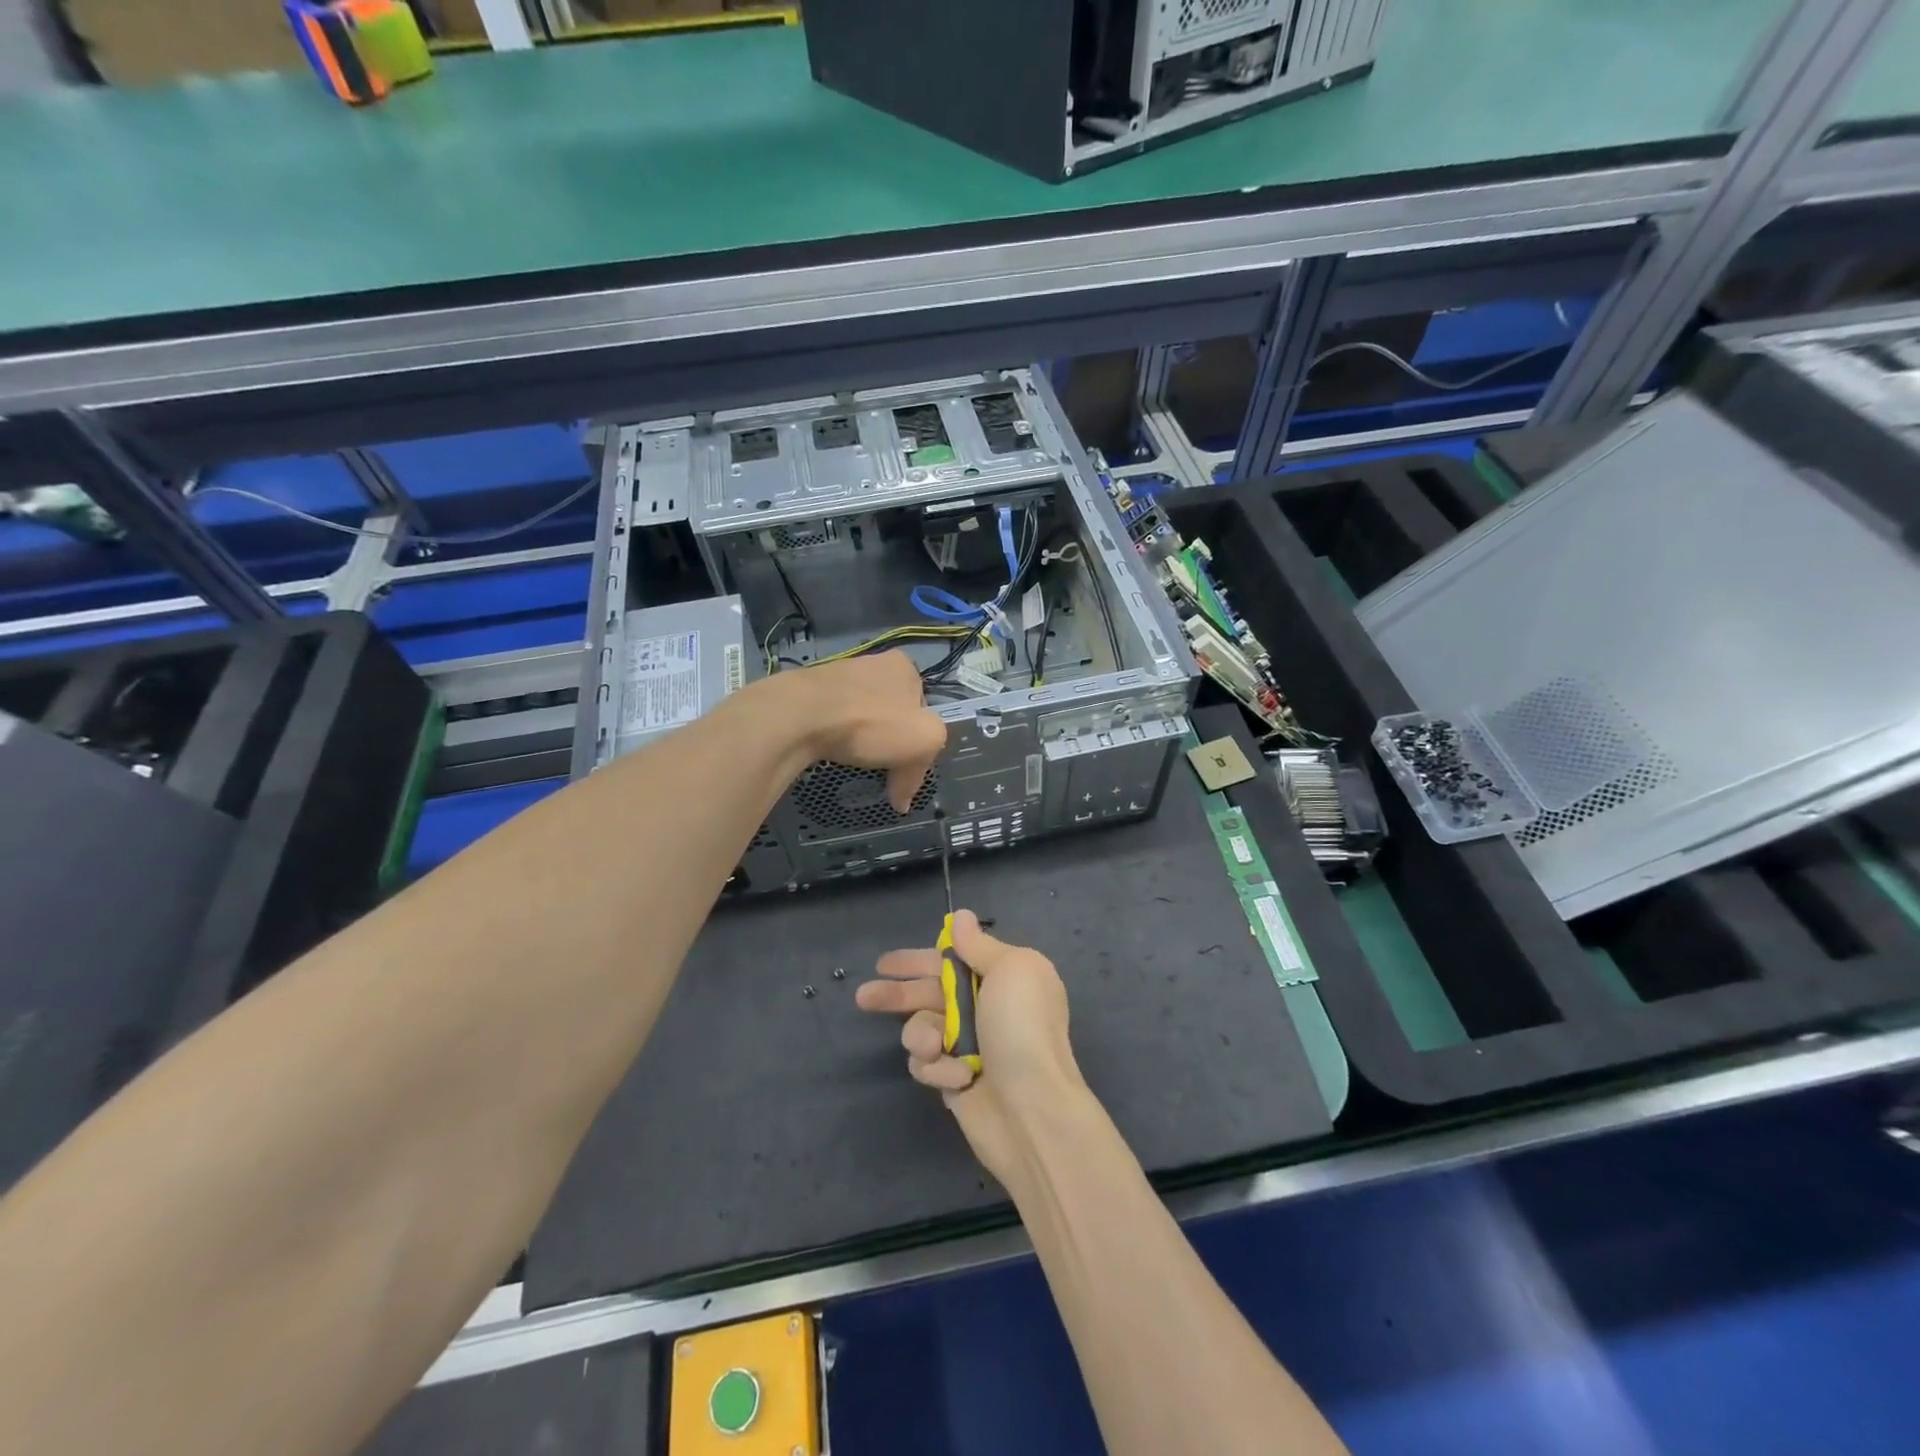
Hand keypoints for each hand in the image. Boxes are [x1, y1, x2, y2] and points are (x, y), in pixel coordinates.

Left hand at [781, 650, 946, 811]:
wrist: (800, 715)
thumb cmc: (870, 722)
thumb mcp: (924, 740)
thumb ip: (922, 765)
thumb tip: (902, 800)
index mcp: (904, 666)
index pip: (921, 709)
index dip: (918, 741)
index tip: (905, 768)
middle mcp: (872, 662)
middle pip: (891, 713)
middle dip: (888, 741)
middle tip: (881, 768)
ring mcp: (837, 674)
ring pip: (860, 715)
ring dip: (860, 739)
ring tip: (852, 761)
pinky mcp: (809, 690)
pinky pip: (831, 718)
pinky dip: (834, 736)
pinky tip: (828, 751)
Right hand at [855, 911, 1084, 1183]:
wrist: (1032, 1108)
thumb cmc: (1022, 1029)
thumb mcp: (1011, 969)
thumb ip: (979, 945)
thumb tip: (961, 916)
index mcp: (1002, 977)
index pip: (951, 960)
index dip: (917, 960)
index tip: (885, 964)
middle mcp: (985, 1008)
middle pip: (929, 992)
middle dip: (897, 994)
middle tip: (865, 996)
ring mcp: (969, 1046)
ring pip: (921, 1028)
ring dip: (922, 1035)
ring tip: (934, 1047)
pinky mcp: (954, 1080)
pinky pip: (927, 1064)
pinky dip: (937, 1068)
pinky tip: (956, 1078)